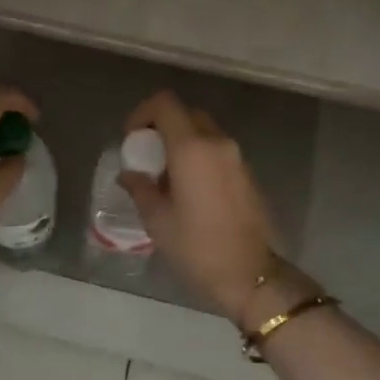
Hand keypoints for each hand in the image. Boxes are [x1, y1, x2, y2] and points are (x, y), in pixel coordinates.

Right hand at [119, 91, 277, 321]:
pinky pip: (217, 152)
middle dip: (162, 127)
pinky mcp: (247, 174)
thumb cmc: (197, 247)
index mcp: (192, 148)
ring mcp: (237, 158)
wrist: (250, 276)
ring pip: (204, 132)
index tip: (132, 139)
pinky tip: (187, 190)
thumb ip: (140, 188)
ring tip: (164, 177)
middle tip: (146, 156)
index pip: (165, 103)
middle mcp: (218, 143)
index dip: (142, 113)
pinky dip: (198, 157)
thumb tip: (129, 174)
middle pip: (186, 114)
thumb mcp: (157, 220)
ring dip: (181, 143)